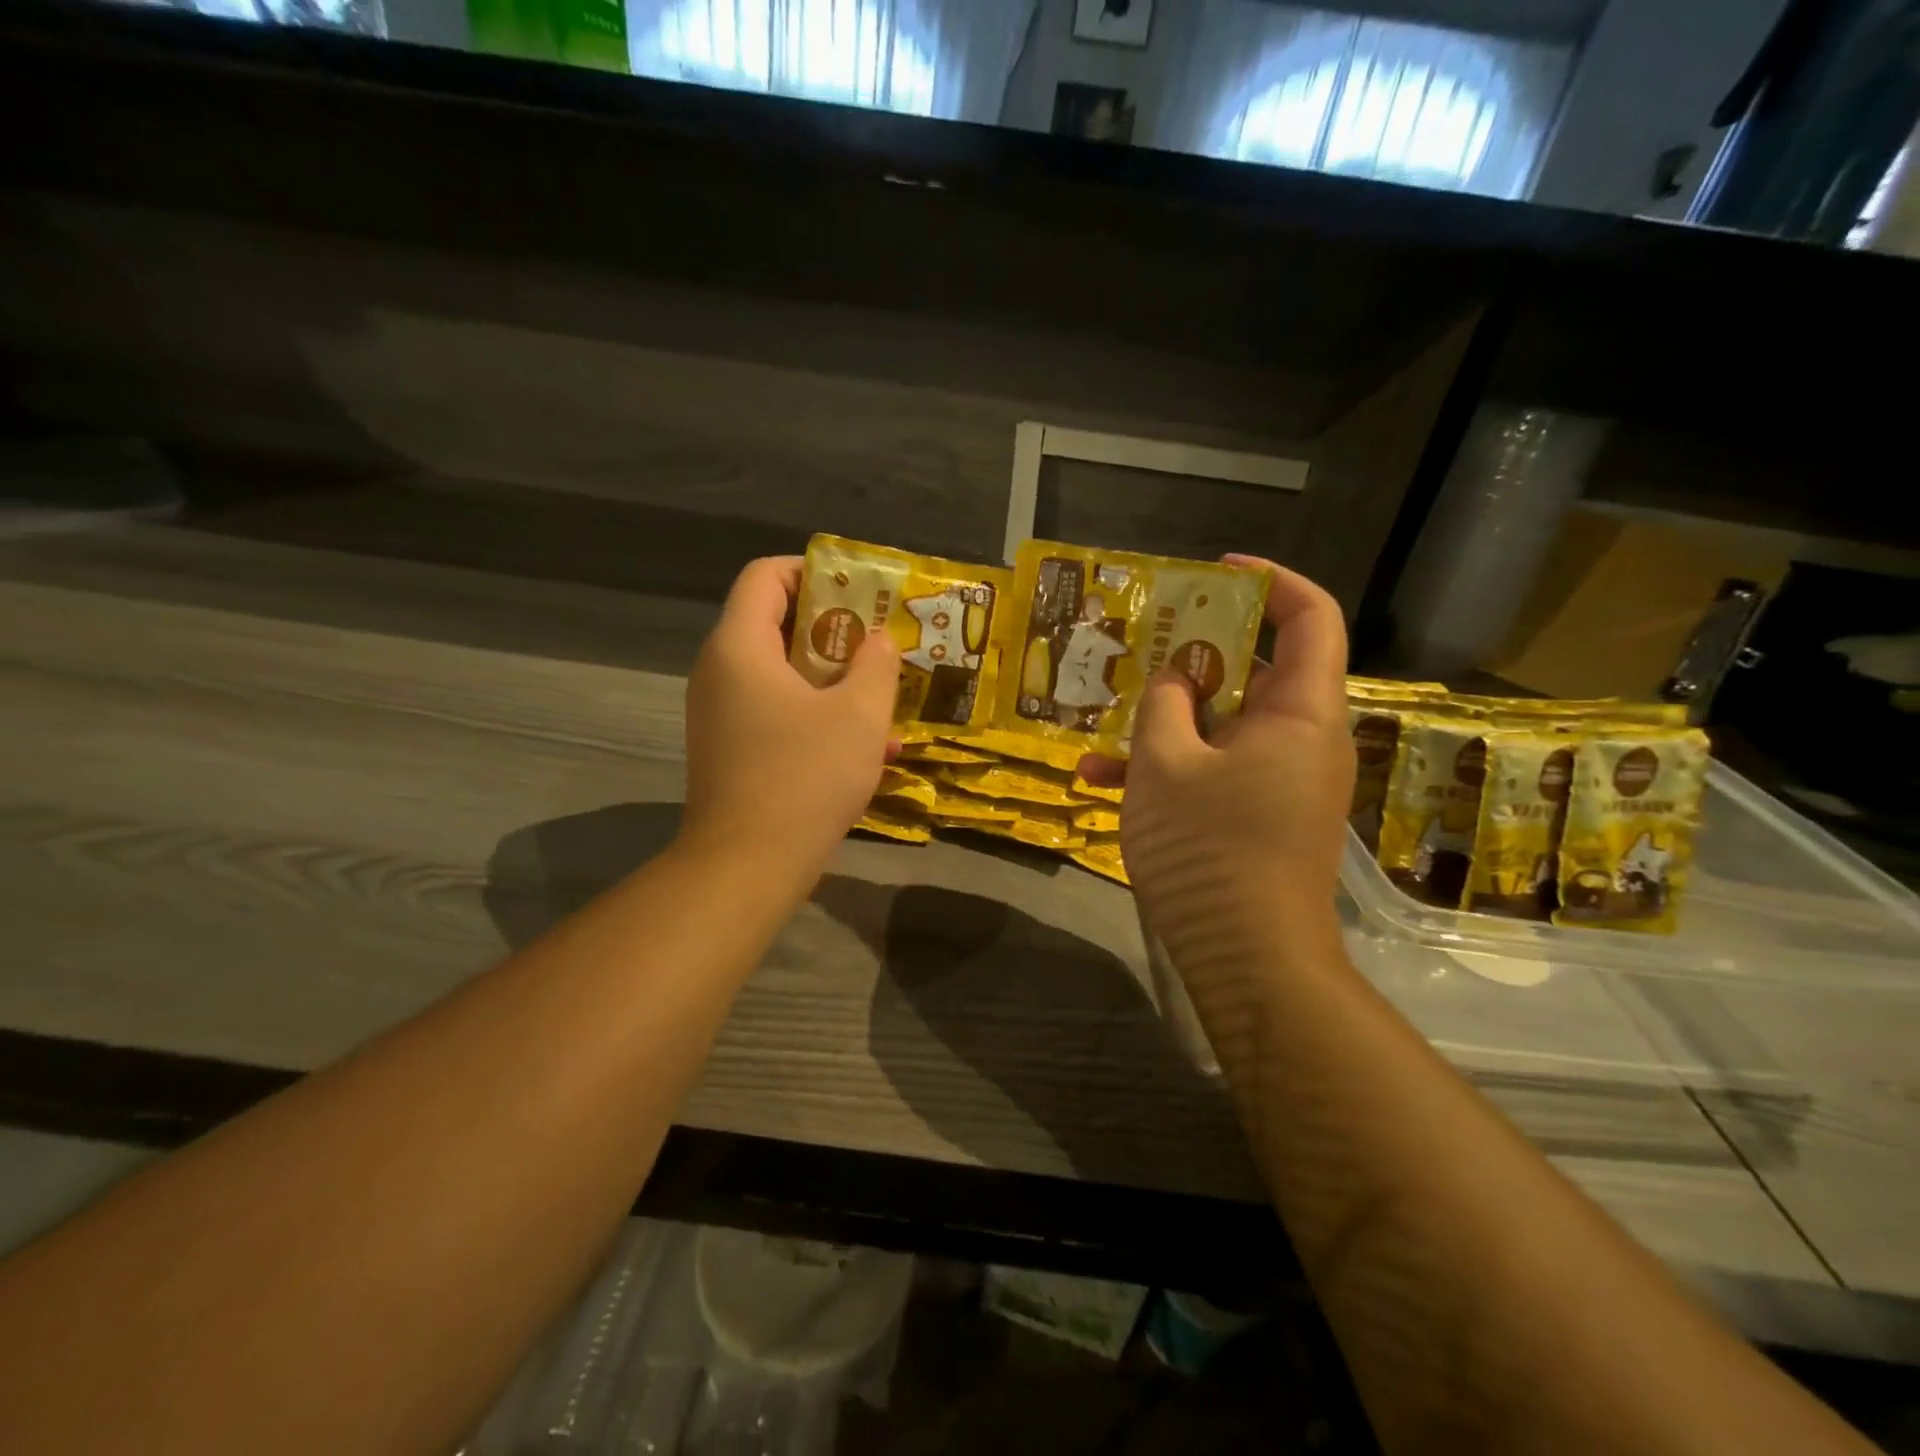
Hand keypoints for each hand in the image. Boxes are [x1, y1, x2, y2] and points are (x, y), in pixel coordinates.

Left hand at [681, 557, 898, 893]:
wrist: (747, 866)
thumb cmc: (804, 778)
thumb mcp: (859, 716)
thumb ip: (876, 666)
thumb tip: (879, 641)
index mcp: (740, 647)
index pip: (765, 576)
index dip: (813, 571)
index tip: (859, 592)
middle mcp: (720, 672)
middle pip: (776, 624)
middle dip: (835, 630)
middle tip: (880, 643)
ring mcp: (721, 714)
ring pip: (782, 674)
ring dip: (834, 680)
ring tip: (882, 698)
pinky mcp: (731, 750)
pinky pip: (777, 713)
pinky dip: (817, 716)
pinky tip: (867, 747)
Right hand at [1081, 556, 1352, 980]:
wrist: (1249, 960)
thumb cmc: (1209, 849)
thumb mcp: (1165, 764)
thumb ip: (1164, 705)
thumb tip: (1174, 680)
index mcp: (1301, 712)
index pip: (1311, 618)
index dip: (1271, 582)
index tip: (1216, 571)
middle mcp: (1303, 739)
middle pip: (1258, 669)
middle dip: (1195, 653)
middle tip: (1144, 644)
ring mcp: (1282, 781)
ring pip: (1224, 725)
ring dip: (1166, 720)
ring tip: (1104, 723)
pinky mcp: (1260, 815)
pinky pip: (1217, 771)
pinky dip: (1170, 768)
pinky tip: (1100, 783)